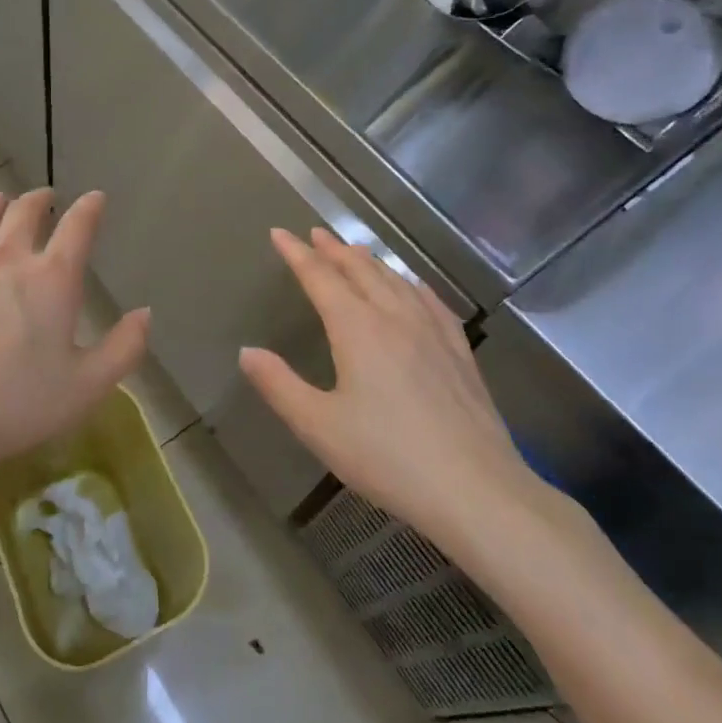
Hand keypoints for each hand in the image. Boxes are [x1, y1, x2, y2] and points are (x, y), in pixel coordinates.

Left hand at [0, 188, 150, 482]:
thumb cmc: (18, 404)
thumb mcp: (88, 386)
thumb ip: (124, 348)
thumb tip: (145, 313)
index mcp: (52, 280)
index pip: (77, 229)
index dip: (90, 209)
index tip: (95, 198)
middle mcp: (7, 261)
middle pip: (23, 215)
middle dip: (37, 200)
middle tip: (43, 196)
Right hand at [239, 229, 549, 544]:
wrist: (475, 489)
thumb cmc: (387, 457)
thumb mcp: (318, 426)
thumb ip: (279, 385)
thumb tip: (247, 352)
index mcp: (357, 328)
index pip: (320, 278)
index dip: (297, 254)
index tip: (280, 233)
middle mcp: (394, 317)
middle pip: (360, 271)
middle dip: (334, 250)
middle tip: (316, 234)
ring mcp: (432, 332)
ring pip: (396, 281)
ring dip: (370, 262)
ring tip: (355, 251)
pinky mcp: (459, 352)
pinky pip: (431, 302)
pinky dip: (412, 284)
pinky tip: (413, 286)